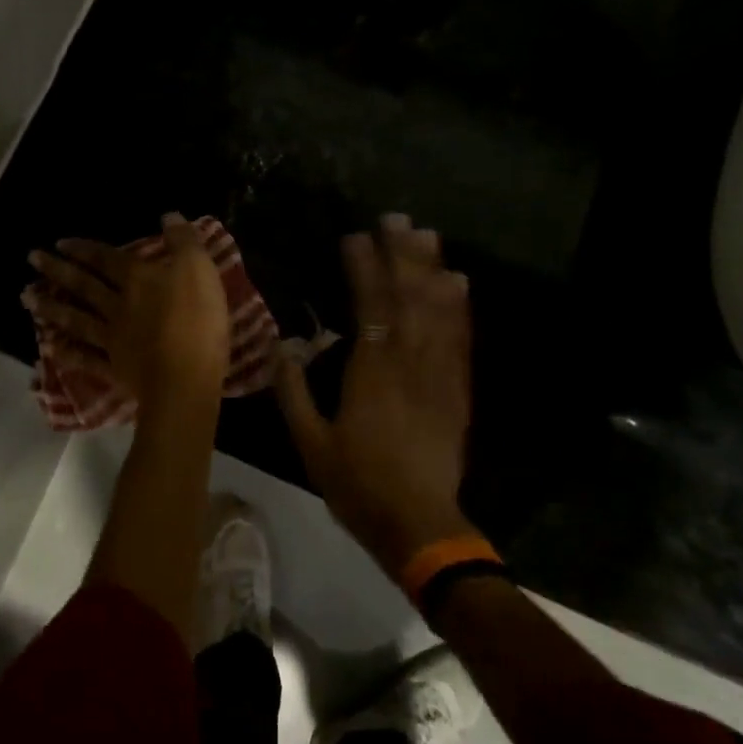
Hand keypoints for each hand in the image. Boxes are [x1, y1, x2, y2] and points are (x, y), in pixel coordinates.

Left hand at [26, 213, 229, 404]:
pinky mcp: (115, 369)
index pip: (106, 259)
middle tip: (32, 259)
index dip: (84, 249)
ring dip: (51, 307)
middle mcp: (118, 305)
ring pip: (77, 319)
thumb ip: (183, 240)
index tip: (60, 243)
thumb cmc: (196, 320)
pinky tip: (49, 347)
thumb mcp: (199, 268)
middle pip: (84, 285)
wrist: (185, 379)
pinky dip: (67, 352)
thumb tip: (167, 215)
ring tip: (26, 298)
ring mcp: (113, 339)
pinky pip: (86, 358)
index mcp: (137, 279)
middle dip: (58, 270)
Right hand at [275, 214, 474, 573]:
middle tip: (396, 218)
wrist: (420, 525)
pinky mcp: (458, 389)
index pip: (369, 306)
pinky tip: (458, 283)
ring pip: (439, 311)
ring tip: (427, 235)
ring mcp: (439, 374)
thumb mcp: (309, 443)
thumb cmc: (358, 484)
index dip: (363, 268)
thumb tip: (282, 345)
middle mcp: (409, 363)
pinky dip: (459, 306)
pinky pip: (460, 338)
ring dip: (432, 269)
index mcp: (371, 372)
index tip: (354, 237)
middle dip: (402, 254)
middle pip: (409, 297)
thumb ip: (293, 391)